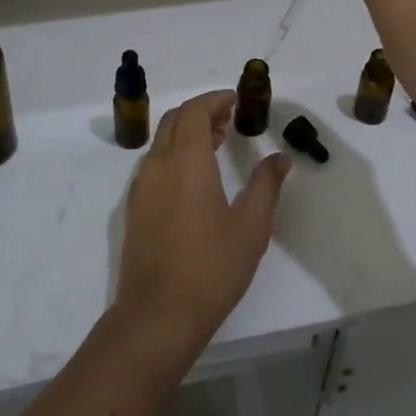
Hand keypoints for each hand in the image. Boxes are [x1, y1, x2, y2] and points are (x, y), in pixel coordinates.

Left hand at [113, 91, 289, 359]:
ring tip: (217, 143)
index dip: (215, 100)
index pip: (195, 111)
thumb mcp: (251, 227)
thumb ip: (266, 185)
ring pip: (161, 141)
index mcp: (187, 161)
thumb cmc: (212, 268)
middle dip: (201, 112)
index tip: (237, 101)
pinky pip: (154, 163)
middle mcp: (158, 165)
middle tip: (230, 118)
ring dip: (187, 132)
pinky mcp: (135, 208)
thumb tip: (280, 158)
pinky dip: (174, 153)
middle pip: (175, 120)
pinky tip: (195, 177)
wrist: (157, 315)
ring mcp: (141, 187)